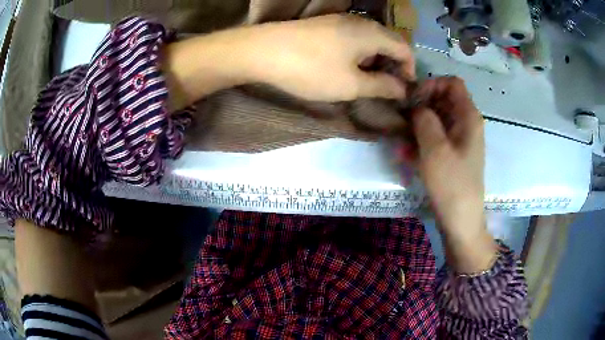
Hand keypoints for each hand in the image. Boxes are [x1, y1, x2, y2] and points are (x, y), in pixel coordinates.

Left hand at [247, 14, 415, 101]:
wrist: (263, 51)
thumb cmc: (312, 69)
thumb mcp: (351, 85)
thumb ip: (381, 86)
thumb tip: (402, 89)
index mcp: (373, 33)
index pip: (405, 48)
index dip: (410, 69)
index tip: (404, 90)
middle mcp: (360, 22)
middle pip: (389, 41)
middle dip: (393, 65)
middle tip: (386, 87)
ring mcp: (340, 20)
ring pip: (370, 39)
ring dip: (375, 59)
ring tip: (367, 80)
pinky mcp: (325, 24)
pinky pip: (353, 37)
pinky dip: (359, 52)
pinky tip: (348, 66)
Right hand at [401, 77, 496, 272]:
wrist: (461, 220)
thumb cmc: (452, 184)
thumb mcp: (435, 148)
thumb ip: (424, 119)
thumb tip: (416, 106)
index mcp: (468, 116)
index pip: (452, 83)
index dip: (431, 85)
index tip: (412, 99)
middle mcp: (466, 123)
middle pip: (443, 99)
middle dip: (421, 105)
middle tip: (402, 118)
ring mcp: (459, 139)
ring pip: (437, 118)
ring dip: (417, 125)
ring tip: (400, 140)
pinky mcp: (452, 154)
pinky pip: (435, 137)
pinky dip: (421, 141)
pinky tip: (406, 154)